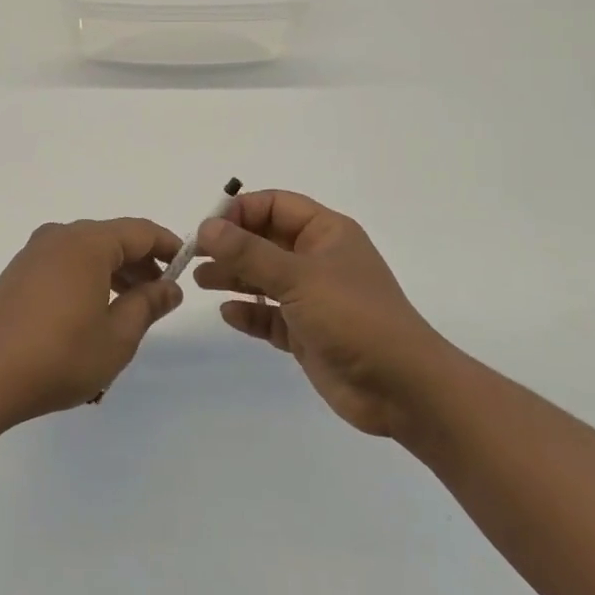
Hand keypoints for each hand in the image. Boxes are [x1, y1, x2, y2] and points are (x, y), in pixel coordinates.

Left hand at [0, 218, 183, 425]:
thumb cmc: (59, 357)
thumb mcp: (117, 336)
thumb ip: (148, 304)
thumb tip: (170, 286)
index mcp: (87, 242)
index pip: (140, 231)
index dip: (168, 246)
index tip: (188, 266)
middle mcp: (59, 236)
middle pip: (112, 238)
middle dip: (141, 262)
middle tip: (161, 296)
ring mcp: (34, 253)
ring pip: (87, 251)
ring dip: (114, 272)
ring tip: (130, 308)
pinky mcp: (17, 272)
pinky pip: (64, 263)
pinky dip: (87, 277)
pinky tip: (92, 311)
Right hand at [196, 191, 442, 437]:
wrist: (401, 389)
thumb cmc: (353, 317)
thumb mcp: (297, 277)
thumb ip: (249, 252)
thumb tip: (206, 227)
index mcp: (326, 233)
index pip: (275, 206)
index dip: (240, 211)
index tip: (208, 229)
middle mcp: (318, 259)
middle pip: (265, 240)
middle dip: (230, 245)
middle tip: (193, 255)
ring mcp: (313, 298)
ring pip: (264, 278)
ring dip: (233, 276)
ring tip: (200, 280)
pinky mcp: (307, 333)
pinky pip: (270, 315)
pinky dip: (249, 312)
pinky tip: (229, 314)